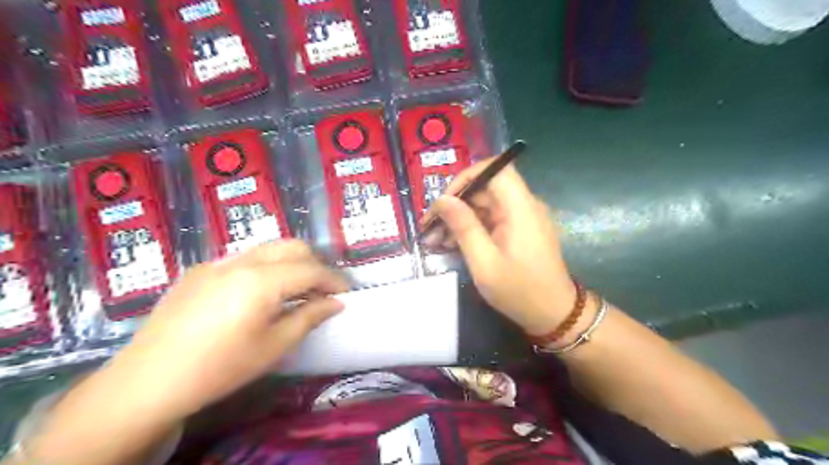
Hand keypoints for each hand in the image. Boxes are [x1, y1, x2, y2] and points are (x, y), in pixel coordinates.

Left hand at [109, 239, 347, 417]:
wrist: (148, 381)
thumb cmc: (220, 367)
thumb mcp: (274, 346)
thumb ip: (309, 317)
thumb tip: (335, 303)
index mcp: (261, 280)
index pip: (311, 270)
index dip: (334, 280)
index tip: (347, 292)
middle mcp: (241, 261)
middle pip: (292, 247)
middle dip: (315, 263)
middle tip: (322, 289)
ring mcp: (217, 263)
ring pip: (267, 248)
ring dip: (289, 263)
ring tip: (295, 290)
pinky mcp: (199, 271)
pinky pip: (243, 259)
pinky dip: (264, 269)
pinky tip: (257, 295)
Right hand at [422, 162, 577, 336]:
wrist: (554, 315)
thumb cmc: (519, 291)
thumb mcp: (484, 262)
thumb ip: (463, 227)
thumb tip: (442, 200)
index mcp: (520, 208)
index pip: (495, 169)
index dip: (467, 177)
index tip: (445, 200)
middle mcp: (524, 206)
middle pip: (486, 188)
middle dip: (456, 204)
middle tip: (431, 227)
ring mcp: (522, 218)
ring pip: (485, 205)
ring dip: (460, 218)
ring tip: (435, 239)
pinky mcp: (519, 231)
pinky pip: (492, 219)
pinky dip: (472, 228)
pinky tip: (452, 244)